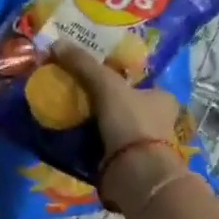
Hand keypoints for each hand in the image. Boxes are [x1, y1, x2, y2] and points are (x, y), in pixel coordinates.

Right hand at [50, 42, 187, 213]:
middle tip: (74, 91)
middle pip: (124, 102)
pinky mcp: (128, 164)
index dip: (116, 74)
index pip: (137, 80)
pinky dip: (90, 142)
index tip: (91, 72)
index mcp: (162, 97)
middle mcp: (158, 120)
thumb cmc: (131, 123)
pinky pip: (104, 146)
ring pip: (113, 125)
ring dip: (93, 122)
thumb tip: (56, 43)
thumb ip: (84, 64)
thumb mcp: (107, 85)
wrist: (135, 175)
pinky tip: (70, 136)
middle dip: (102, 99)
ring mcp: (144, 144)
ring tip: (67, 112)